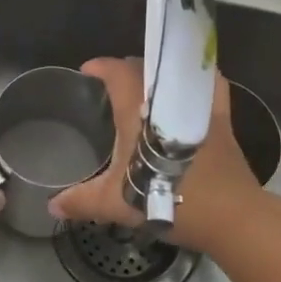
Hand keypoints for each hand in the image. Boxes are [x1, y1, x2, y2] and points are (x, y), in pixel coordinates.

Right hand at [48, 57, 263, 251]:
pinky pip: (212, 86)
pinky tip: (194, 88)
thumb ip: (81, 201)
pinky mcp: (221, 117)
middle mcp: (167, 97)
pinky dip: (201, 80)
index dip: (99, 67)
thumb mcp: (115, 202)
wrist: (227, 214)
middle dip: (125, 71)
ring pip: (174, 73)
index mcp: (137, 108)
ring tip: (147, 89)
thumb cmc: (165, 198)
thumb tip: (53, 206)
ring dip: (158, 74)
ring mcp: (197, 104)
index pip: (115, 70)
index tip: (87, 72)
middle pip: (143, 68)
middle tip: (111, 89)